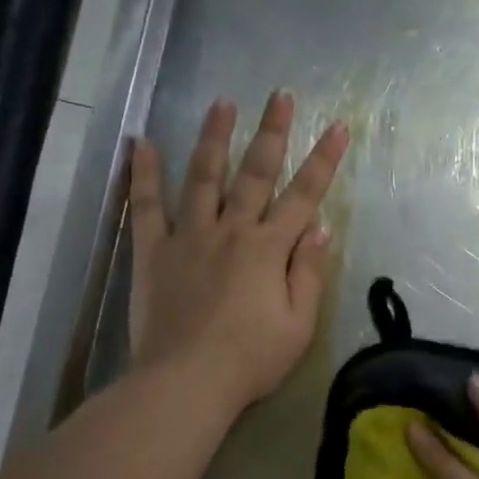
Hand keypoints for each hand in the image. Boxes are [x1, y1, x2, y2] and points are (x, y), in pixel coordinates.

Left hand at [129, 91, 349, 413]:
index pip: (303, 195)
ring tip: (221, 103)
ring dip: (213, 137)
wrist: (185, 383)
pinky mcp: (152, 252)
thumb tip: (319, 227)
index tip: (337, 126)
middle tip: (279, 95)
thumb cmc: (251, 359)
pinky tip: (141, 143)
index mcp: (269, 249)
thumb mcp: (298, 324)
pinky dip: (144, 174)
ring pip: (203, 177)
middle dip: (271, 132)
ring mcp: (188, 237)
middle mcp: (230, 231)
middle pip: (255, 173)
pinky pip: (146, 206)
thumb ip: (308, 272)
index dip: (323, 160)